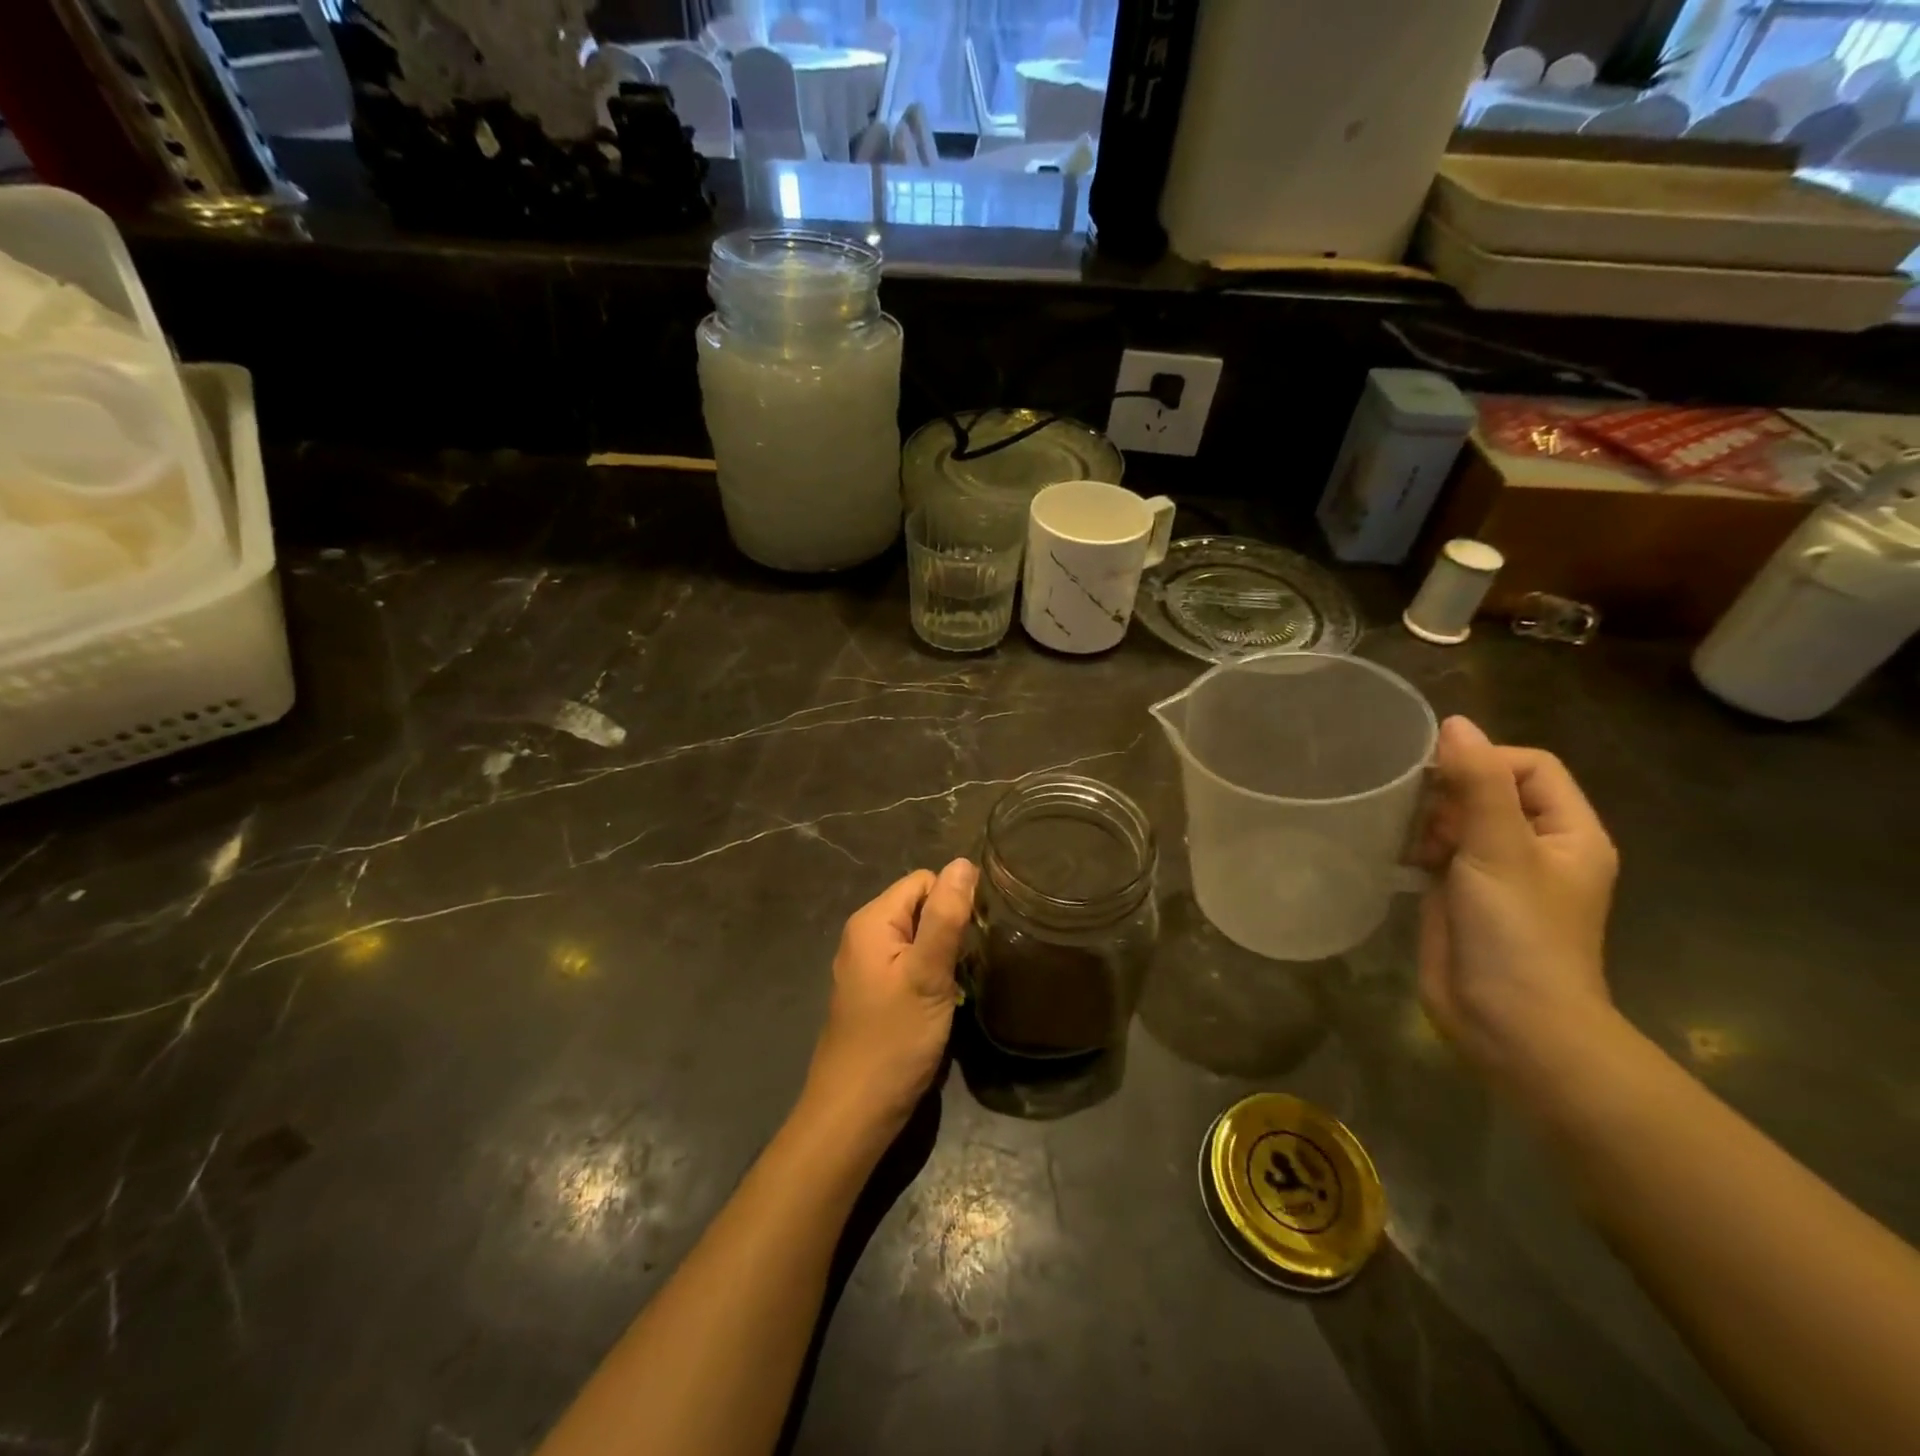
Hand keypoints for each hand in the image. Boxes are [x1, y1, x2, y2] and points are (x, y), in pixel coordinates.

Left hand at [803, 858, 976, 1136]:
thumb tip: (964, 862)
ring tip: (958, 985)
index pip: (924, 881)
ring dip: (942, 955)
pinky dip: (929, 974)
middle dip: (949, 928)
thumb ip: (946, 916)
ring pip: (918, 937)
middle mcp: (864, 935)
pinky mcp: (874, 992)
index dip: (954, 902)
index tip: (974, 939)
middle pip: (920, 906)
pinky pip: (908, 963)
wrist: (854, 1113)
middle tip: (968, 966)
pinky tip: (940, 1001)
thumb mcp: (927, 974)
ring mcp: (867, 965)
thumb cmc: (894, 1040)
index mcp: (872, 921)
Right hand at [1415, 717, 1619, 1090]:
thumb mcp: (1500, 848)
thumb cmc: (1518, 931)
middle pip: (1490, 790)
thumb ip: (1478, 783)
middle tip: (1425, 820)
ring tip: (1413, 846)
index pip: (1531, 767)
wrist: (1508, 1021)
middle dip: (1450, 794)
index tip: (1440, 779)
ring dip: (1429, 822)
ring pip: (1457, 821)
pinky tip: (1398, 859)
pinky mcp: (1460, 897)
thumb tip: (1454, 722)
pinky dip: (1416, 848)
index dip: (1486, 761)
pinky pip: (1437, 853)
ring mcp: (1496, 875)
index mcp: (1568, 833)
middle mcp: (1535, 848)